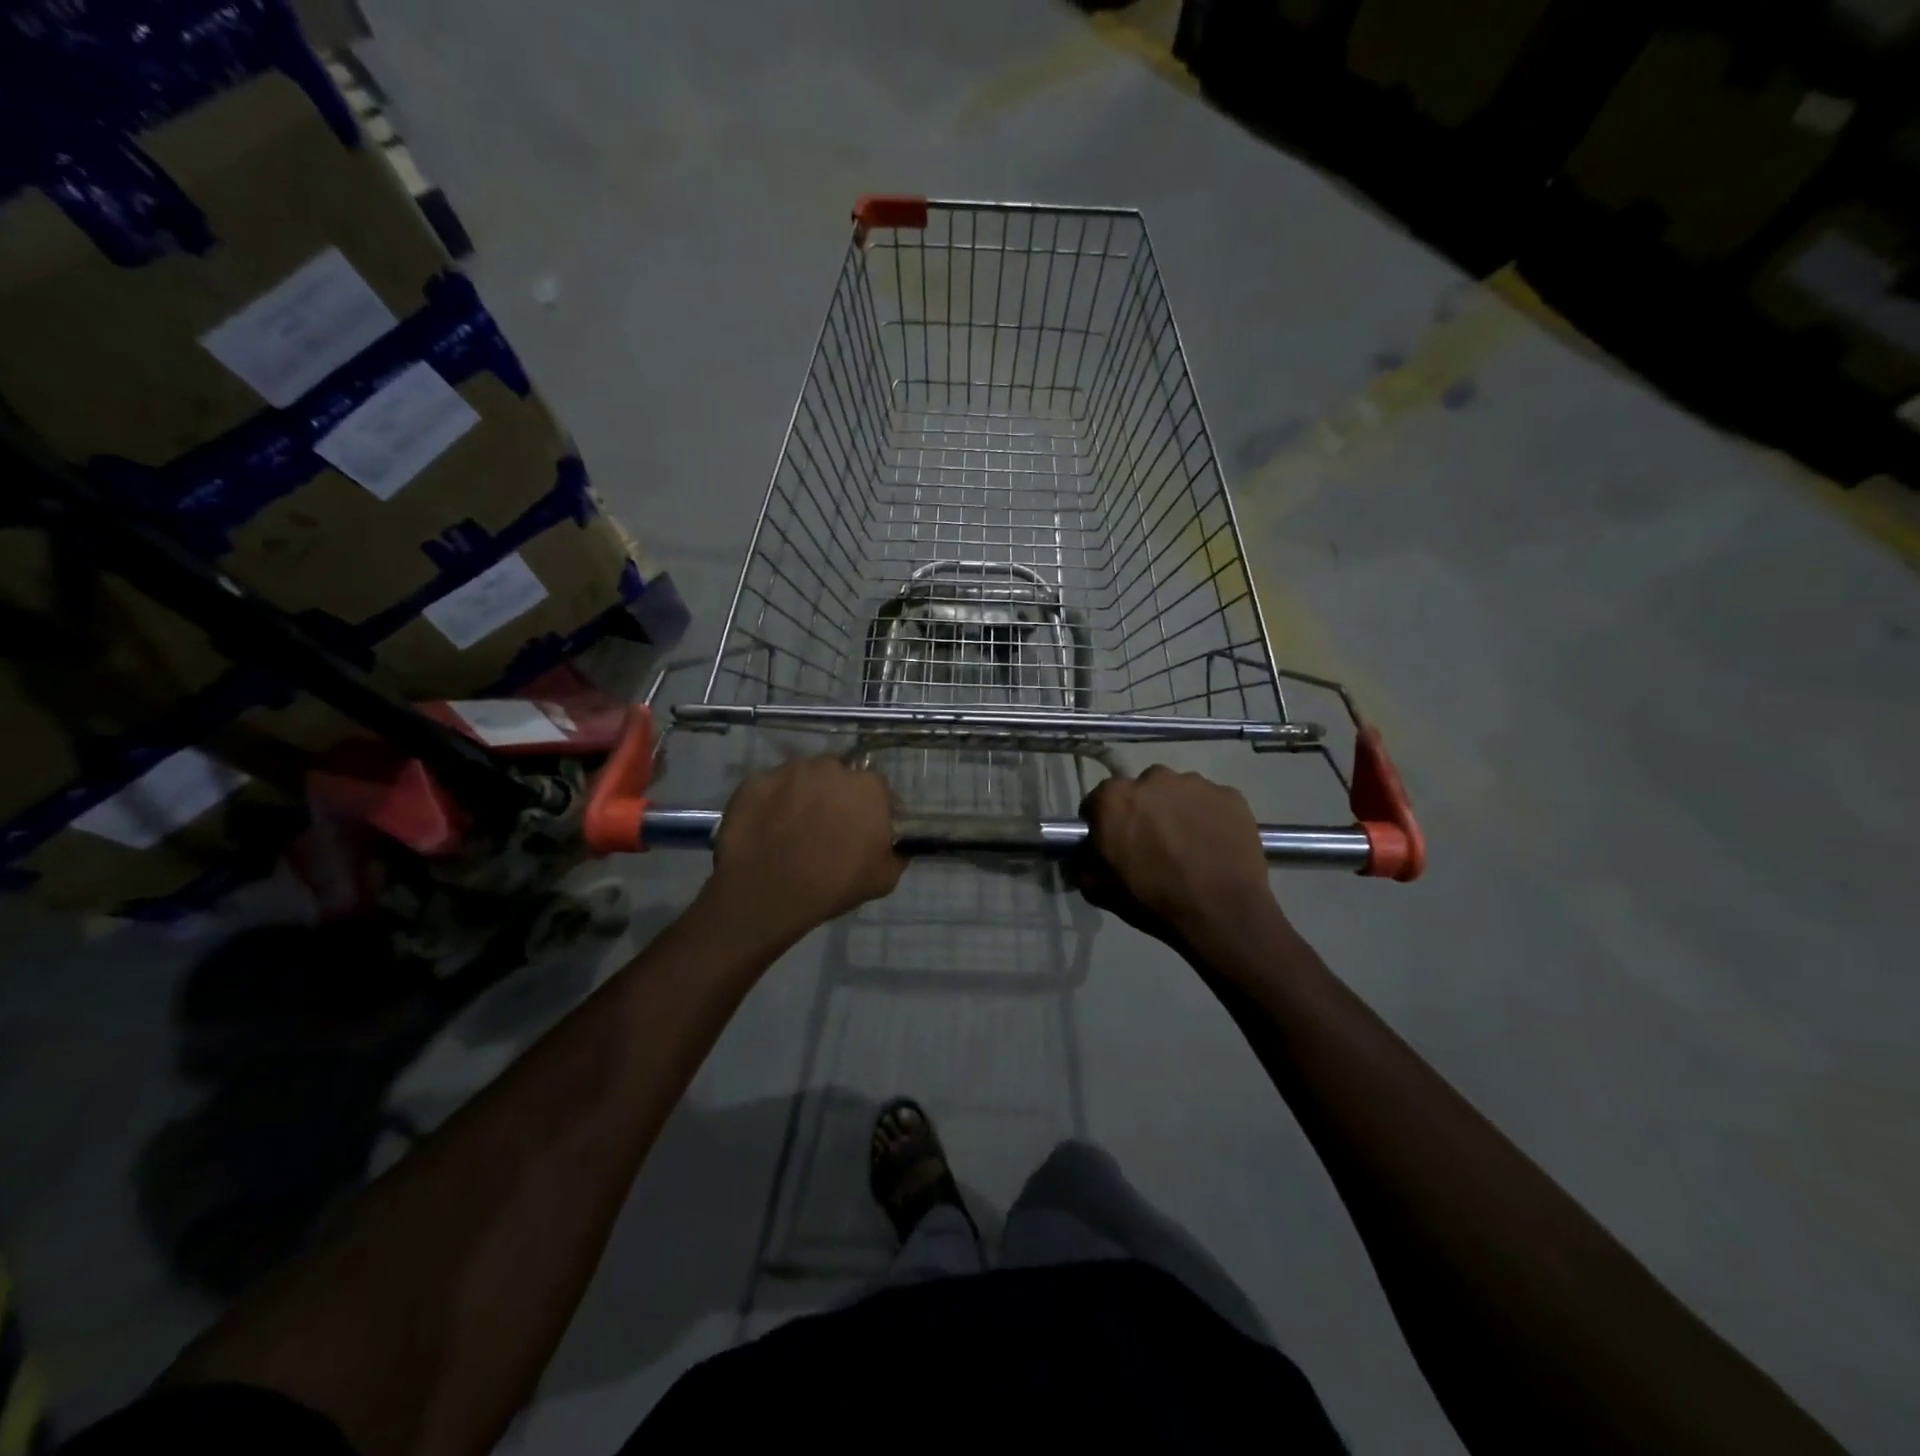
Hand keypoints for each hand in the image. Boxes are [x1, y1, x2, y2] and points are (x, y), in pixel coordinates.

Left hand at [708, 756, 904, 940]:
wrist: (767, 894)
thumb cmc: (833, 886)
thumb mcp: (884, 878)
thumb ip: (896, 853)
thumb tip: (896, 845)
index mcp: (868, 787)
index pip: (877, 789)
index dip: (870, 809)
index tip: (862, 829)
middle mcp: (830, 768)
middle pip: (838, 776)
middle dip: (836, 796)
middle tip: (826, 827)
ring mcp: (789, 771)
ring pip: (802, 777)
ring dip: (803, 794)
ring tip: (793, 826)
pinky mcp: (755, 781)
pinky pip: (769, 788)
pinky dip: (770, 802)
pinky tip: (766, 828)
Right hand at [1074, 766, 1276, 946]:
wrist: (1221, 914)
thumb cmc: (1153, 901)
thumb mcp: (1100, 890)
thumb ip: (1084, 865)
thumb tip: (1082, 857)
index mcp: (1115, 799)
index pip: (1099, 800)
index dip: (1104, 821)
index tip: (1113, 841)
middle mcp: (1153, 779)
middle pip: (1142, 789)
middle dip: (1143, 810)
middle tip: (1153, 842)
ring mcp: (1196, 784)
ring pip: (1179, 792)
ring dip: (1177, 810)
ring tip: (1188, 844)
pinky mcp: (1230, 795)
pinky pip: (1212, 802)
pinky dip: (1210, 817)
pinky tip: (1214, 845)